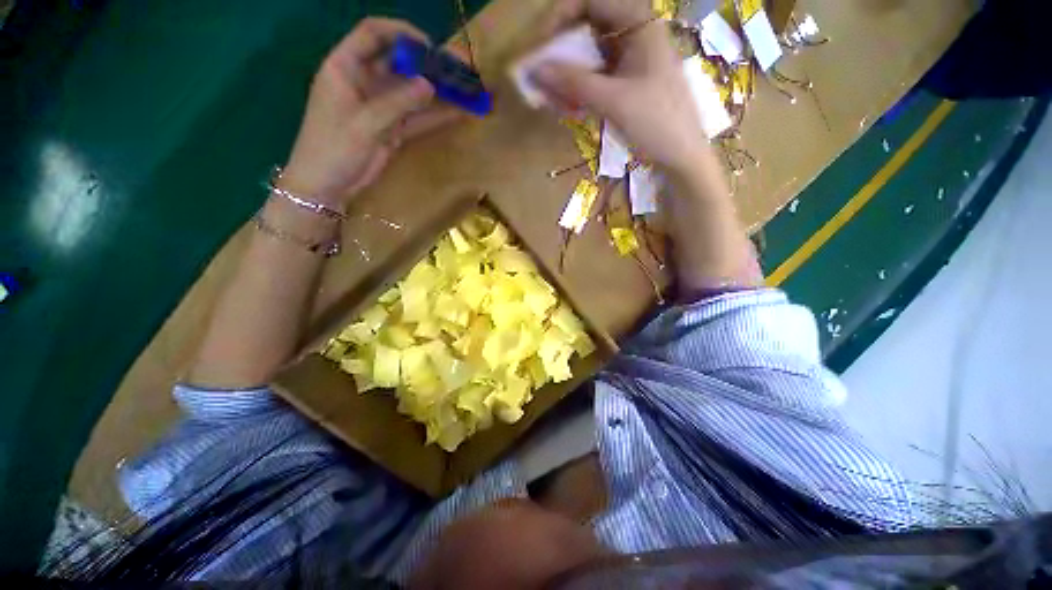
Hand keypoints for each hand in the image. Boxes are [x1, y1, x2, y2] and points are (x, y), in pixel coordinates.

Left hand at [281, 18, 461, 206]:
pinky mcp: (391, 129)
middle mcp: (363, 81)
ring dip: (437, 92)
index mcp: (344, 67)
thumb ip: (397, 103)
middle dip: (427, 65)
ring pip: (411, 93)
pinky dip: (434, 116)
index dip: (401, 33)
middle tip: (457, 70)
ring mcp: (380, 107)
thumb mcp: (364, 123)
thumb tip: (430, 85)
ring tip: (464, 91)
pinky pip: (416, 118)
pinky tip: (457, 113)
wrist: (327, 185)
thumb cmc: (334, 148)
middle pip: (398, 64)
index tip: (429, 46)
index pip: (372, 34)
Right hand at [532, 0, 709, 174]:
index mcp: (640, 24)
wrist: (682, 156)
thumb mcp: (614, 101)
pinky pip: (596, 78)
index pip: (591, 1)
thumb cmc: (657, 124)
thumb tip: (536, 69)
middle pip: (587, 29)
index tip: (540, 45)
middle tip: (541, 77)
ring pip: (589, 56)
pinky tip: (569, 107)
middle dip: (561, 52)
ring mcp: (632, 60)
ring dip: (568, 75)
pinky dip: (580, 90)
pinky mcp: (628, 83)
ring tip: (551, 99)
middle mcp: (635, 35)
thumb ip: (574, 82)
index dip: (560, 16)